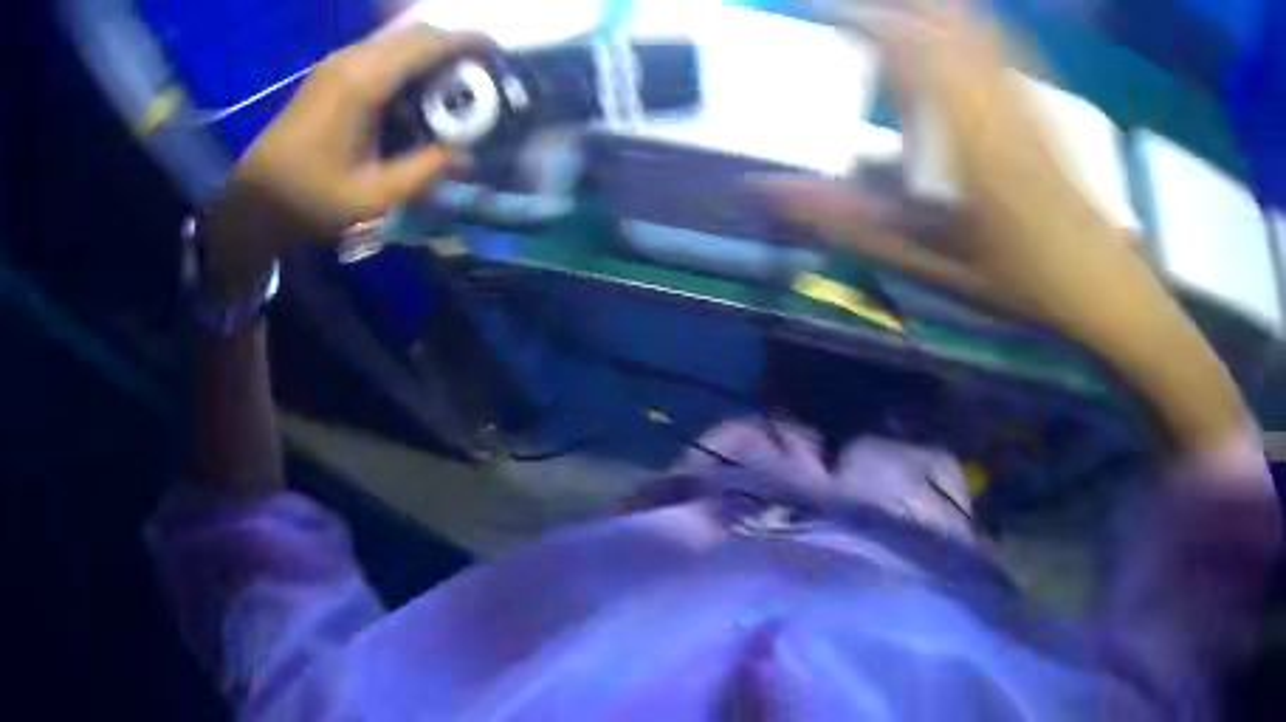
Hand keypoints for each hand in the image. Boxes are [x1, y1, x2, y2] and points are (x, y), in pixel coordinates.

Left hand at [203, 26, 485, 297]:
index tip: (499, 54)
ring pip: (397, 38)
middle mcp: (352, 59)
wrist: (253, 202)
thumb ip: (423, 172)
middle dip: (453, 45)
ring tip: (448, 83)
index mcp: (363, 82)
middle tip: (477, 76)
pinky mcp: (329, 71)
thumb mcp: (371, 198)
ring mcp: (337, 62)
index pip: (429, 43)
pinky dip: (405, 59)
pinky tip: (411, 90)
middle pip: (416, 32)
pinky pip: (379, 50)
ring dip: (428, 51)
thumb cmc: (307, 200)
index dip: (469, 42)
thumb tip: (466, 155)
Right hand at [763, 1, 1247, 453]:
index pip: (909, 49)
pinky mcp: (1039, 97)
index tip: (824, 14)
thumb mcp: (939, 266)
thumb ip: (859, 226)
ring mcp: (1023, 93)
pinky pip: (1000, 38)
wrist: (1106, 286)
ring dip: (929, 8)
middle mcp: (997, 99)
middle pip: (944, 18)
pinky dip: (967, 21)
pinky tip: (951, 23)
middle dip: (895, 5)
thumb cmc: (1026, 284)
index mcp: (971, 137)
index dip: (862, 20)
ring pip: (973, 21)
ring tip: (894, 13)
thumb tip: (776, 194)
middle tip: (854, 9)